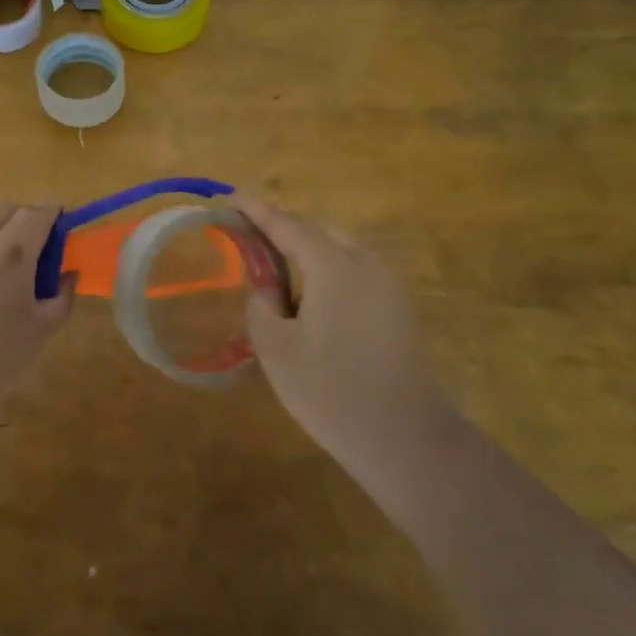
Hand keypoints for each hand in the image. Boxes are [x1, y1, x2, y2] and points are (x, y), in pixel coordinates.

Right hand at [237, 198, 450, 516]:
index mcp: (333, 265)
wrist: (406, 438)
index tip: (229, 198)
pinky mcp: (398, 304)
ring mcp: (387, 282)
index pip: (286, 223)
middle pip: (316, 228)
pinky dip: (327, 264)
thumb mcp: (276, 349)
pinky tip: (312, 293)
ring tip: (276, 263)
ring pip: (339, 245)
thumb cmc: (332, 392)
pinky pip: (355, 266)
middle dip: (282, 225)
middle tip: (249, 234)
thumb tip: (265, 286)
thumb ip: (262, 304)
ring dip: (306, 245)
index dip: (256, 209)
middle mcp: (364, 261)